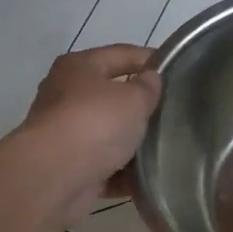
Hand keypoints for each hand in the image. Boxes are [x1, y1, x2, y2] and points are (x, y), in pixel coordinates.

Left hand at [14, 44, 162, 225]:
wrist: (55, 177)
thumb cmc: (95, 123)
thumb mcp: (133, 98)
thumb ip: (148, 87)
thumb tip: (150, 80)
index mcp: (79, 67)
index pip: (122, 54)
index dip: (151, 59)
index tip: (178, 71)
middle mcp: (66, 96)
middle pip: (112, 95)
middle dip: (142, 105)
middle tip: (174, 111)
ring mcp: (66, 134)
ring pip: (109, 133)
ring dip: (134, 141)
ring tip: (167, 146)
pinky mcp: (70, 167)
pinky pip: (105, 166)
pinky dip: (124, 172)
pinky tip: (148, 177)